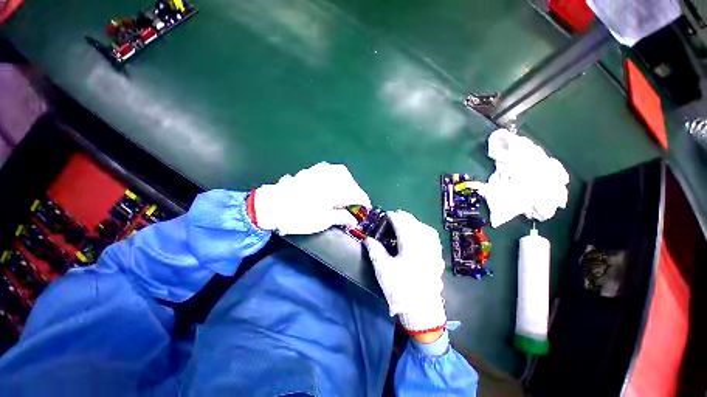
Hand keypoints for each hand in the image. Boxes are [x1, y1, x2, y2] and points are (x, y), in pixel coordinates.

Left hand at [253, 162, 370, 234]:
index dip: (364, 203)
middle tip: (354, 205)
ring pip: (342, 175)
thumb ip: (342, 218)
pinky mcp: (312, 170)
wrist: (272, 205)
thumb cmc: (300, 216)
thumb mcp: (324, 221)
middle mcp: (332, 176)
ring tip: (344, 196)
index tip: (366, 210)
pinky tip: (332, 186)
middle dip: (355, 194)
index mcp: (337, 189)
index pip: (358, 195)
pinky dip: (336, 179)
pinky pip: (331, 171)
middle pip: (351, 183)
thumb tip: (353, 220)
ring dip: (347, 185)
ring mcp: (321, 170)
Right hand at [364, 211, 446, 333]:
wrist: (421, 310)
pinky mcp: (437, 259)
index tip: (387, 213)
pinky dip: (426, 232)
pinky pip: (433, 239)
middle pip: (416, 225)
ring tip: (409, 222)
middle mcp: (424, 246)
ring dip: (417, 223)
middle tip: (397, 214)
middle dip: (406, 217)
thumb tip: (368, 239)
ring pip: (427, 230)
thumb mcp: (383, 270)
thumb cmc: (400, 289)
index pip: (402, 225)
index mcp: (411, 246)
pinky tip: (422, 234)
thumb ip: (375, 251)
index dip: (394, 217)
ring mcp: (433, 252)